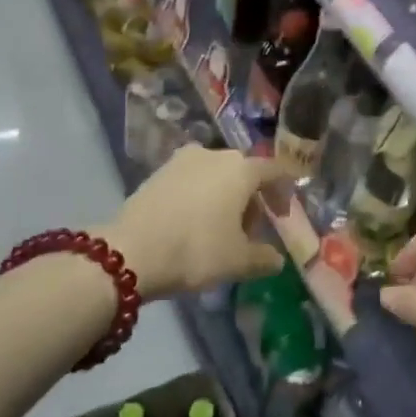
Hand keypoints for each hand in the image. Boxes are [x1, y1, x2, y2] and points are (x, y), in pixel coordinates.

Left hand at [102, 146, 288, 297]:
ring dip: (224, 196)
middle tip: (251, 230)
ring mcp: (181, 160)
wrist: (131, 251)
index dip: (283, 192)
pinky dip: (199, 196)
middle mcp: (213, 154)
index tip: (284, 215)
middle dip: (251, 198)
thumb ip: (264, 258)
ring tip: (220, 228)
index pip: (273, 171)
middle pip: (243, 172)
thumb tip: (277, 260)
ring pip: (215, 175)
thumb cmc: (196, 250)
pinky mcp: (157, 172)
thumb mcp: (238, 261)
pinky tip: (193, 222)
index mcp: (240, 169)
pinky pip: (190, 180)